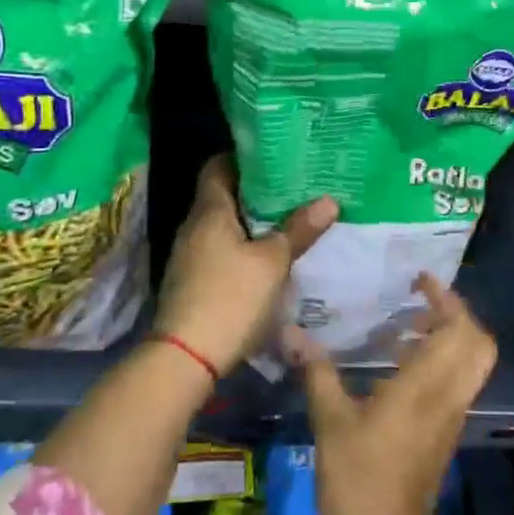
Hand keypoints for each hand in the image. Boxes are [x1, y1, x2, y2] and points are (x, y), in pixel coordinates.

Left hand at [155, 154, 337, 376]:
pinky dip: (242, 245)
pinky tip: (266, 256)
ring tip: (286, 218)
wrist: (185, 357)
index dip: (243, 157)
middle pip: (222, 195)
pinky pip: (219, 249)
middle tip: (292, 186)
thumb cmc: (230, 298)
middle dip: (255, 191)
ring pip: (223, 225)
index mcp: (209, 210)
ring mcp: (189, 254)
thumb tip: (328, 200)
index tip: (274, 156)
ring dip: (250, 221)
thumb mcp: (272, 263)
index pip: (218, 166)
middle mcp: (194, 225)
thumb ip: (298, 230)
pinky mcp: (192, 280)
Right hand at [289, 274, 496, 514]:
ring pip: (469, 364)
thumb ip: (317, 371)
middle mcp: (448, 396)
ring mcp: (450, 417)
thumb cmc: (359, 479)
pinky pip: (455, 383)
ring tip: (404, 325)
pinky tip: (397, 363)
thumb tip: (292, 331)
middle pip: (477, 344)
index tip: (420, 281)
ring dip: (447, 337)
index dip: (447, 299)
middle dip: (456, 315)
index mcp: (426, 387)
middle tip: (420, 301)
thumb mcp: (331, 421)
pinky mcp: (443, 434)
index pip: (460, 330)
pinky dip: (439, 361)